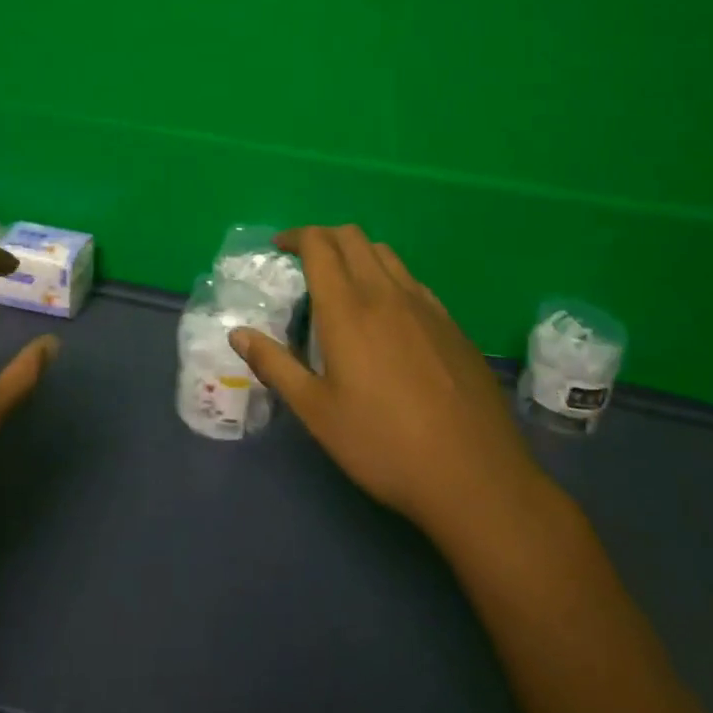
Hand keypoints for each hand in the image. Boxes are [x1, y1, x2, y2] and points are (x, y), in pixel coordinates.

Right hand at [231, 225, 548, 546]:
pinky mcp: (452, 325)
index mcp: (348, 309)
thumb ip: (274, 365)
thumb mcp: (316, 412)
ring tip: (343, 284)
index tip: (279, 248)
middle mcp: (386, 294)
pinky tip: (387, 316)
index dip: (296, 236)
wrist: (475, 476)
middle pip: (353, 237)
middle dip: (324, 237)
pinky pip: (413, 281)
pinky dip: (389, 277)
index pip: (320, 245)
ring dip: (357, 253)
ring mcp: (425, 306)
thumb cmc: (383, 445)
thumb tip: (237, 333)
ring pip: (386, 254)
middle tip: (305, 261)